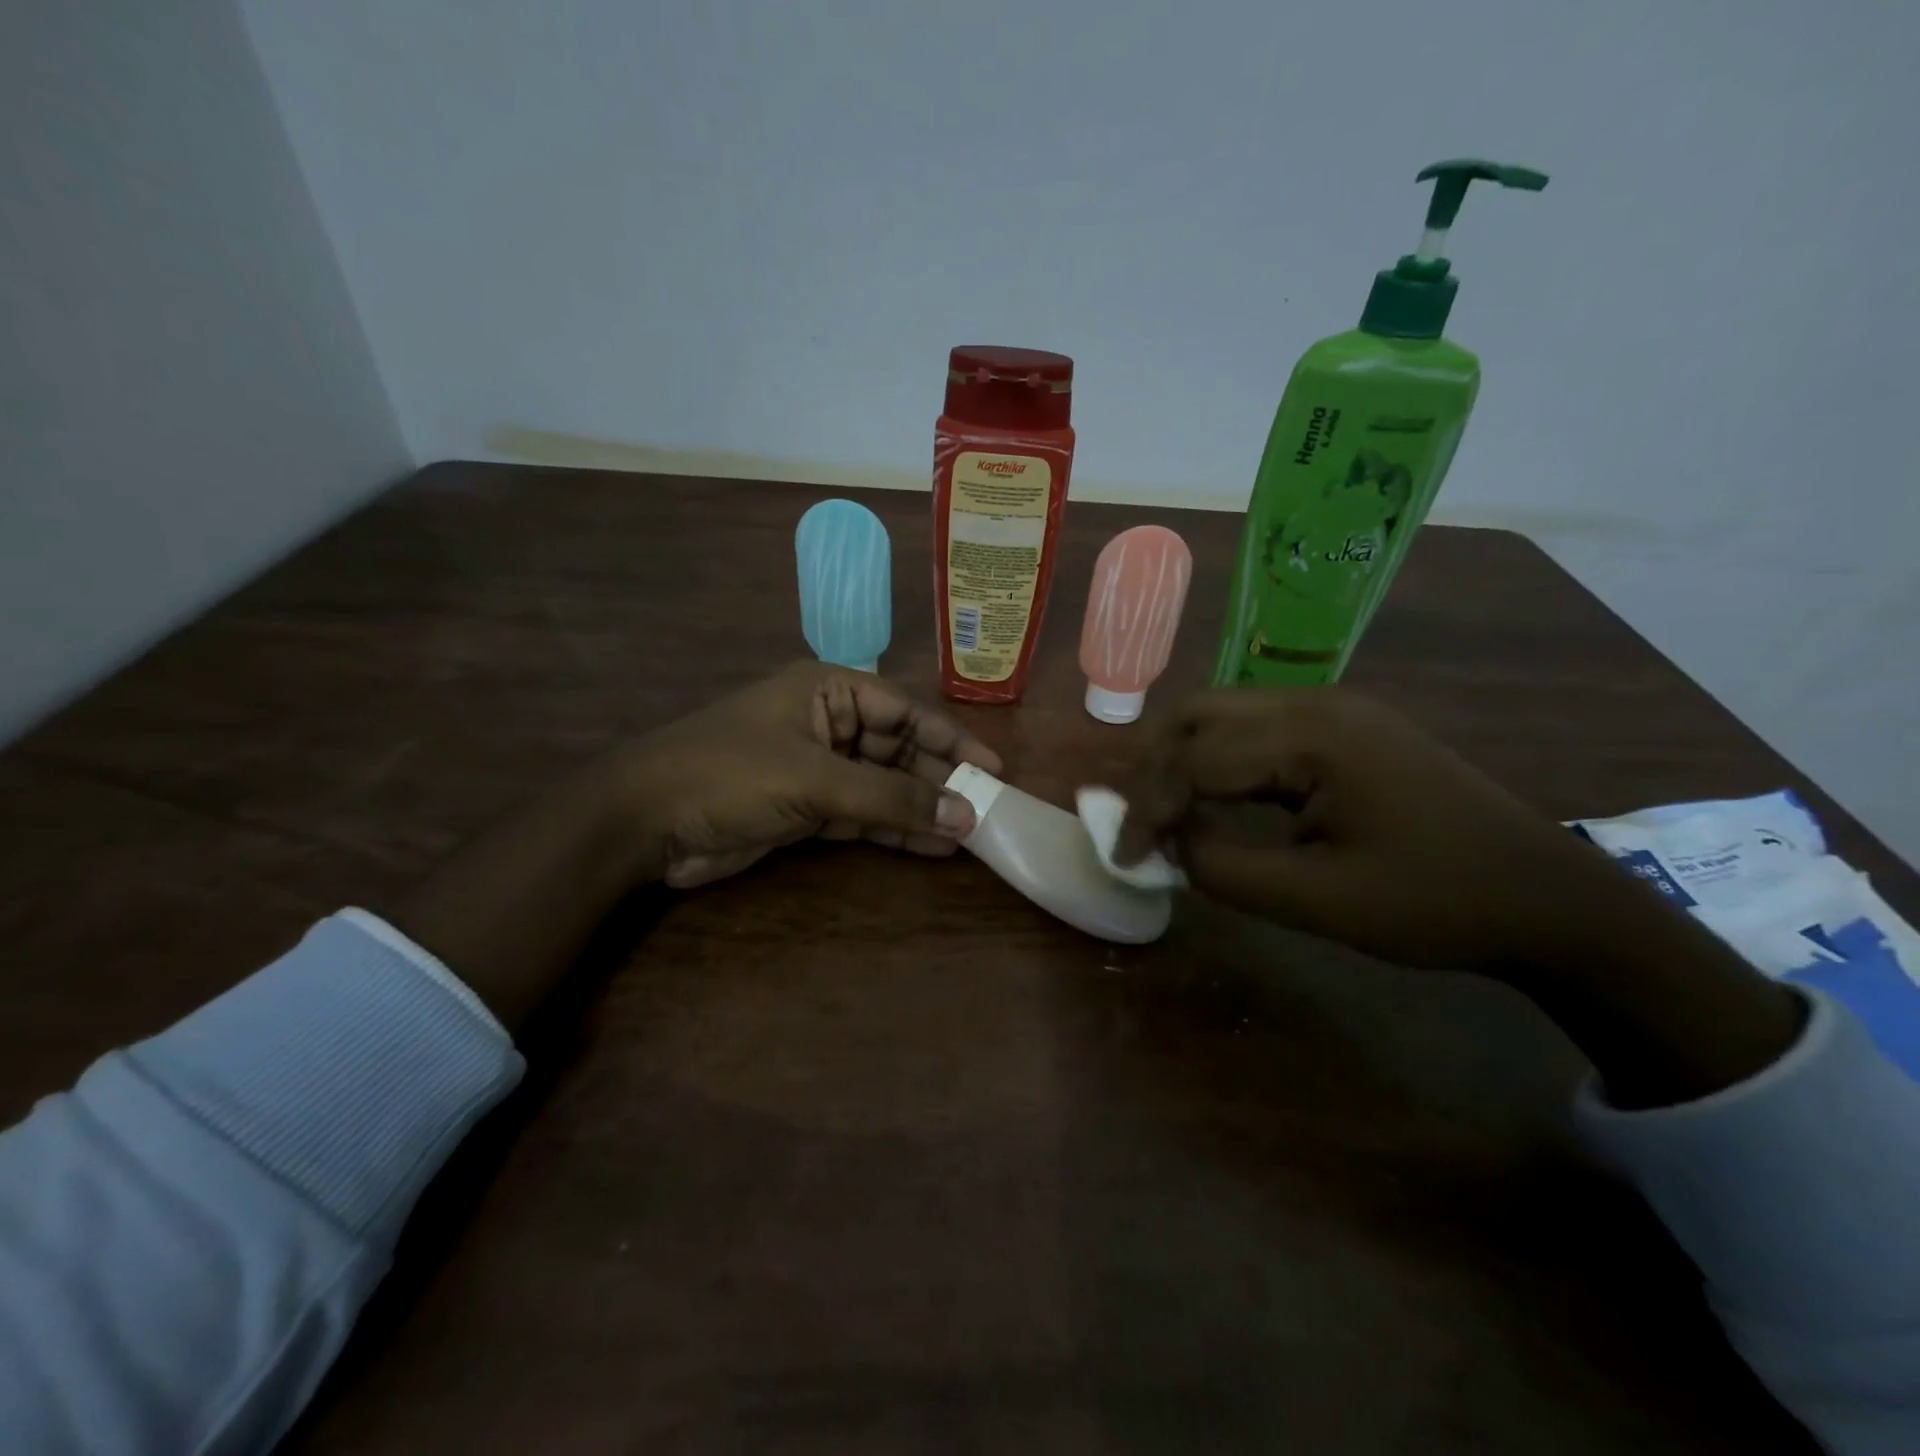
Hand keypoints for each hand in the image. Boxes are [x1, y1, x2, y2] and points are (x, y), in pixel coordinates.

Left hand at [615, 662, 1002, 887]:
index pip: (906, 709)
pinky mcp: (805, 807)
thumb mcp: (815, 780)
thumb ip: (891, 797)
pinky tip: (930, 847)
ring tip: (968, 835)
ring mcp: (816, 767)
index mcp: (828, 690)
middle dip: (939, 779)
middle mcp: (826, 722)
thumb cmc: (730, 775)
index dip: (952, 738)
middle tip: (985, 811)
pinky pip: (861, 815)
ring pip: (883, 784)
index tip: (993, 769)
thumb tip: (964, 815)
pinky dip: (892, 829)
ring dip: (920, 808)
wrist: (643, 822)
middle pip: (898, 748)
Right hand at [1114, 687, 1625, 973]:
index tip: (1126, 857)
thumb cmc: (1435, 903)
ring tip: (1170, 814)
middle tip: (1143, 824)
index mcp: (1311, 736)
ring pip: (1226, 715)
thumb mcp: (1316, 900)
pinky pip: (1260, 730)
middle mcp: (1316, 703)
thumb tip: (1167, 845)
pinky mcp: (1347, 728)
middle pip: (1199, 714)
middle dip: (1156, 768)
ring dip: (1185, 760)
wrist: (1548, 898)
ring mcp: (1336, 709)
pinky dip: (1223, 761)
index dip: (1149, 809)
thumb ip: (1222, 868)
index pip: (1196, 759)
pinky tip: (1221, 800)